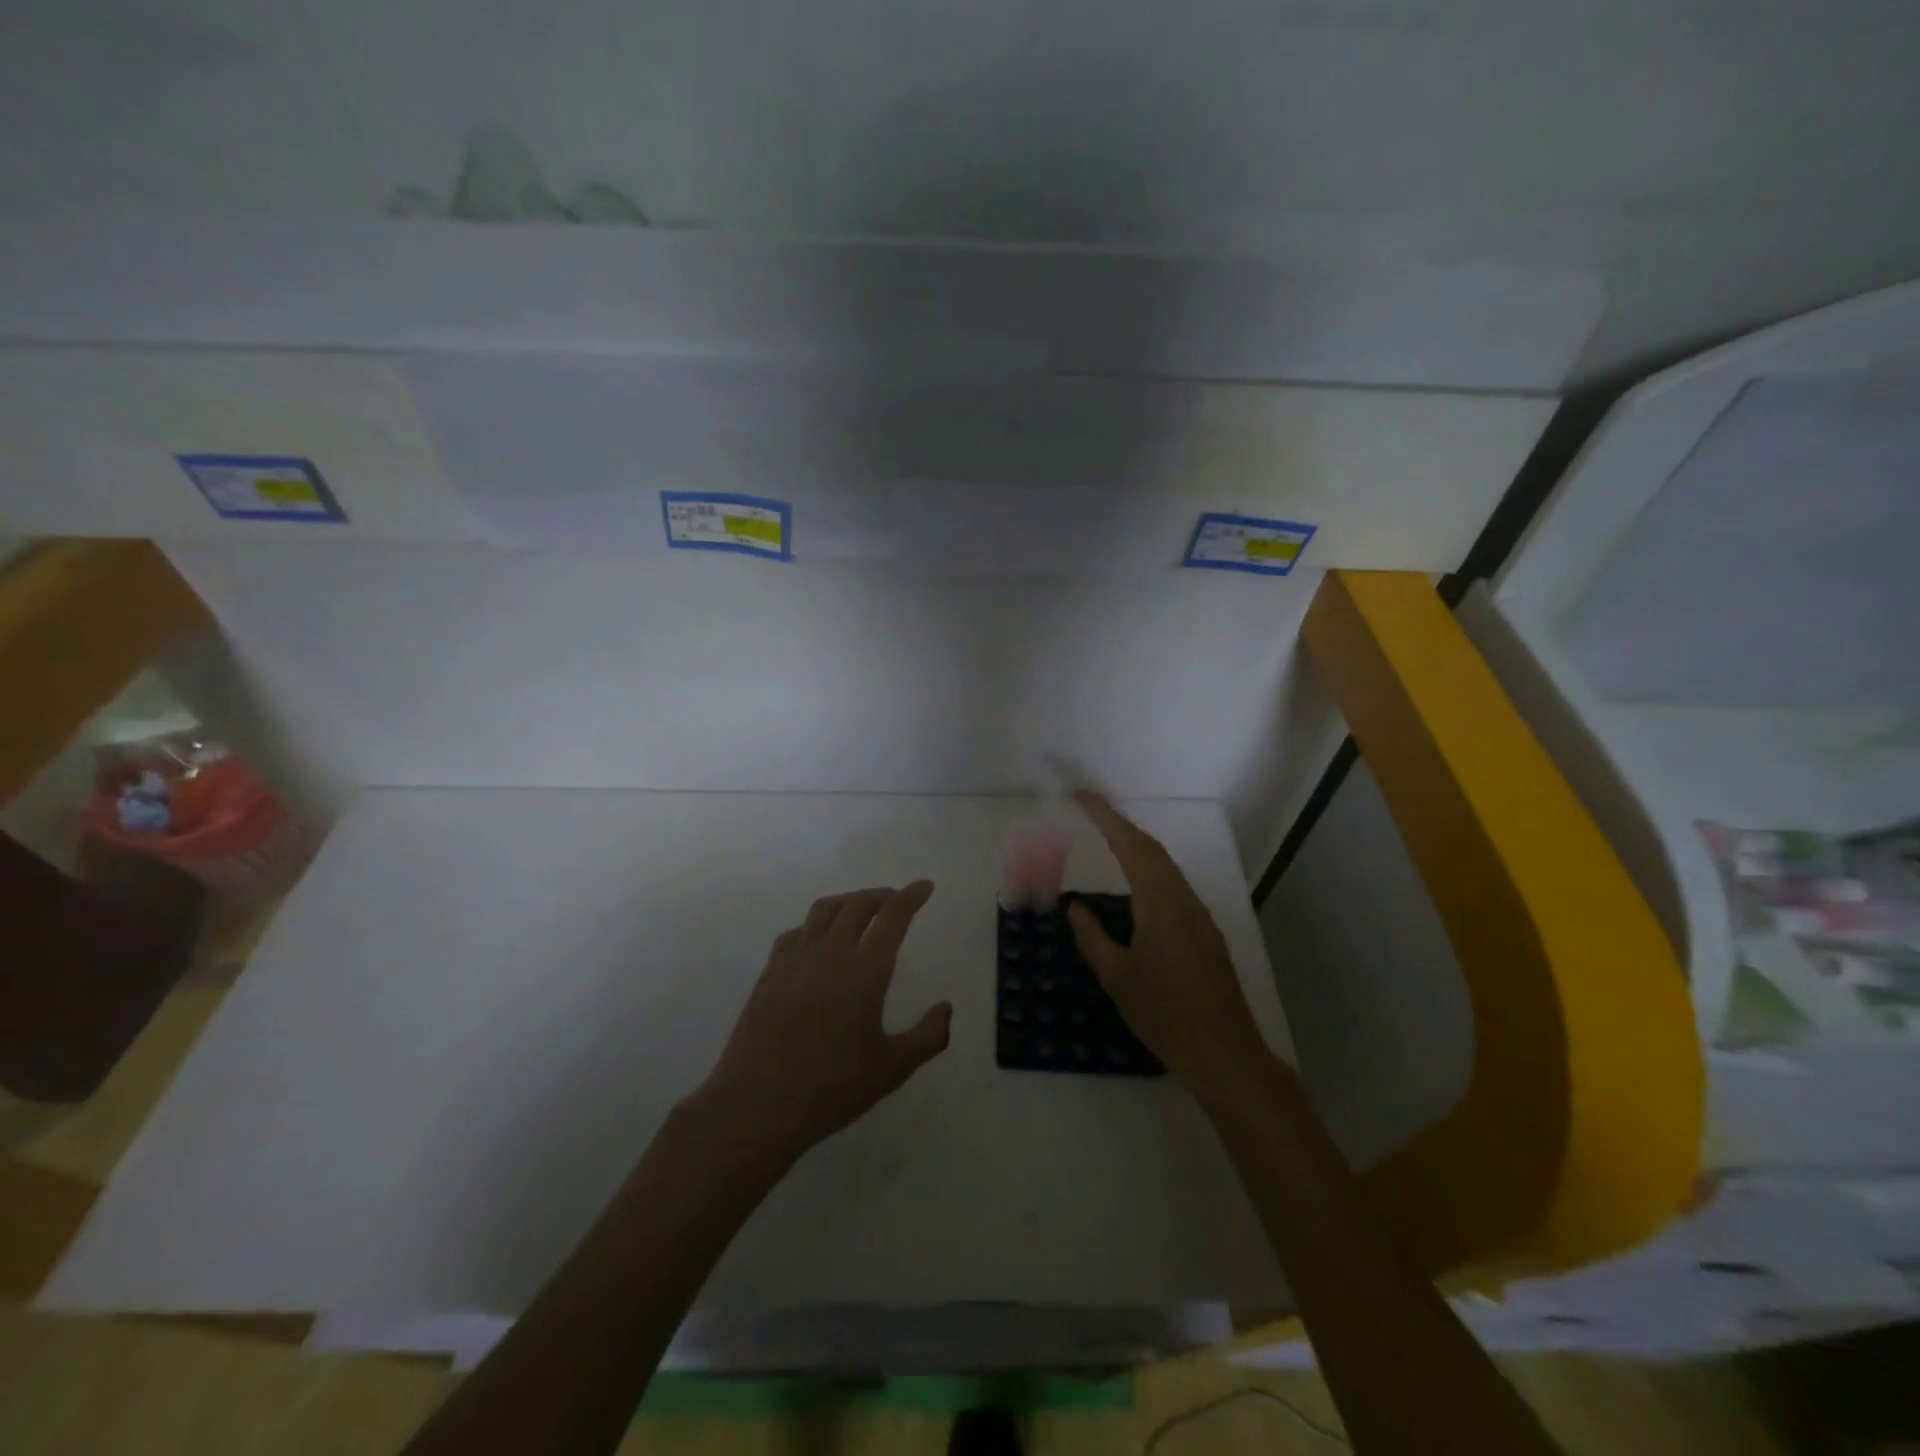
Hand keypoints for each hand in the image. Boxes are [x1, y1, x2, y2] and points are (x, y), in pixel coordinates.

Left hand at [692, 882, 951, 1166]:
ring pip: (824, 910)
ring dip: (848, 901)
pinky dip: (814, 925)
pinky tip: (817, 941)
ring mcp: (796, 959)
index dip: (911, 896)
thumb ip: (928, 1036)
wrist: (758, 1105)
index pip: (893, 916)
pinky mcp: (770, 973)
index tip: (924, 886)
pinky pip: (796, 932)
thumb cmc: (832, 1088)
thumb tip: (946, 1008)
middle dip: (883, 895)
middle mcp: (831, 952)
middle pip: (859, 904)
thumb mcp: (892, 1069)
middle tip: (897, 900)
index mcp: (866, 969)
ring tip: (860, 910)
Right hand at [1068, 793, 1272, 1099]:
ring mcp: (1199, 915)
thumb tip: (1075, 907)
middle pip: (1152, 849)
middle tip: (1089, 811)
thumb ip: (1092, 937)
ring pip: (1166, 866)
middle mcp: (1183, 900)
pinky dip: (1150, 869)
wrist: (1224, 1053)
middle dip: (1120, 824)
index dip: (1106, 817)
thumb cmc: (1164, 1015)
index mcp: (1159, 904)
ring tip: (1107, 838)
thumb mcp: (1117, 977)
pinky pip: (1174, 885)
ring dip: (1137, 845)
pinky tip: (1136, 884)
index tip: (1082, 798)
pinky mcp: (1206, 932)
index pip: (1131, 846)